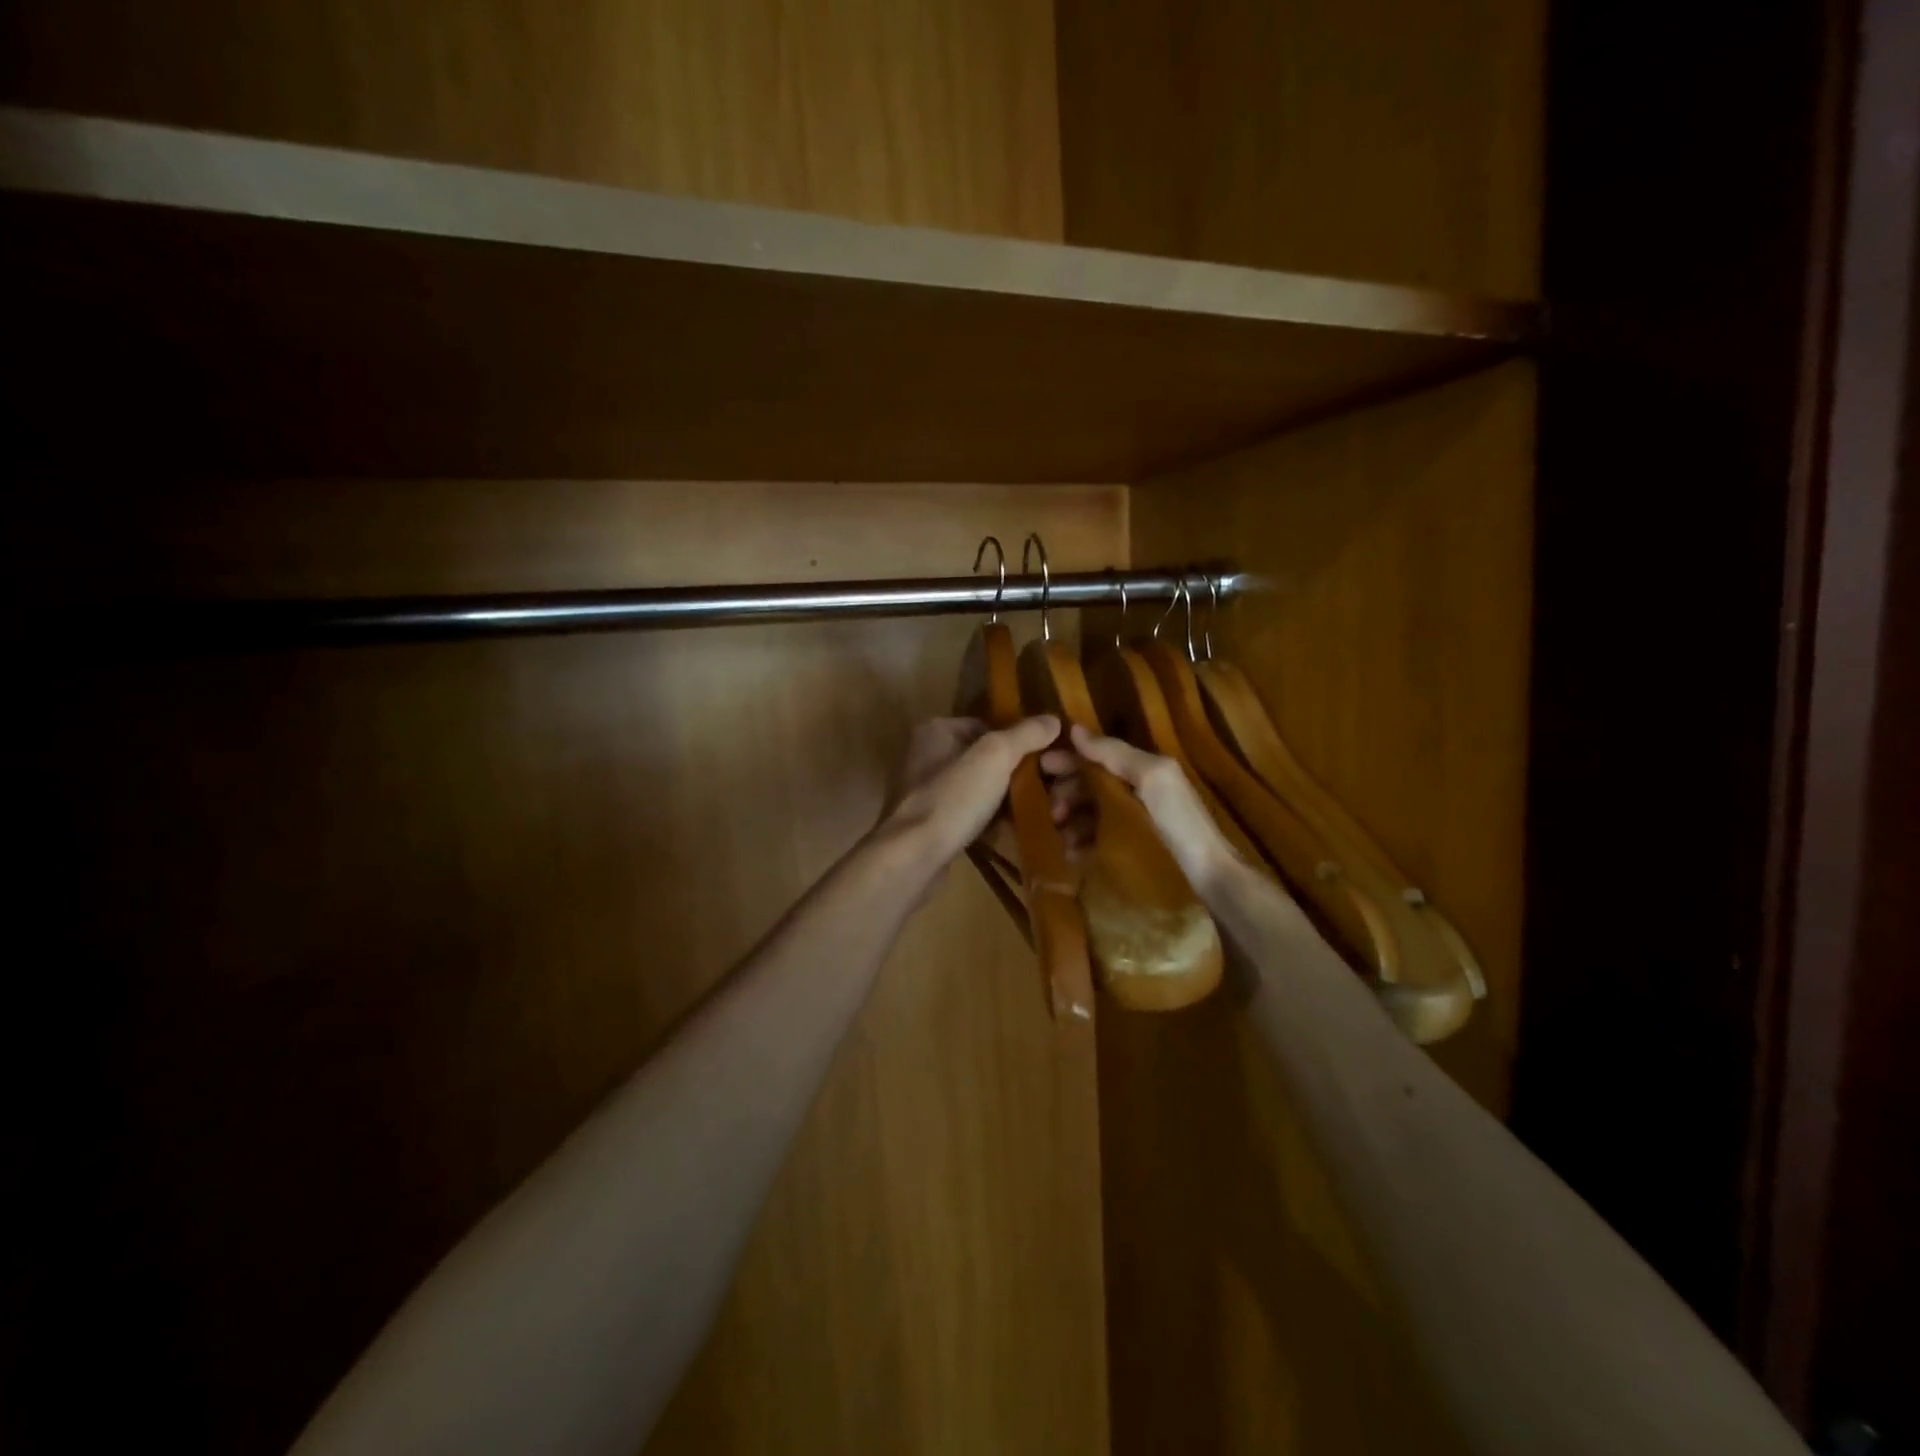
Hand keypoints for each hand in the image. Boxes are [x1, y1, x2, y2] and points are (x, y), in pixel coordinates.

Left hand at [881, 715, 1083, 867]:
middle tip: (1041, 789)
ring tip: (1030, 811)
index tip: (1042, 760)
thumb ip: (1026, 734)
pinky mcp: (928, 823)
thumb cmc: (953, 797)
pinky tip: (1007, 831)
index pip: (986, 726)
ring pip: (977, 788)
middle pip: (982, 758)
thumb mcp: (996, 756)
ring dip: (1002, 799)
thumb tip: (1054, 720)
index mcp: (935, 729)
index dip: (1016, 742)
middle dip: (1012, 774)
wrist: (915, 856)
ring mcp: (924, 791)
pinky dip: (986, 820)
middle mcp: (924, 755)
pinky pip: (967, 814)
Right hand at [1066, 723, 1239, 894]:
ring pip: (1087, 814)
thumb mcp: (1153, 778)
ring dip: (1069, 822)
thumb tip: (1073, 730)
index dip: (1067, 760)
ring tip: (1061, 840)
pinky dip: (1080, 844)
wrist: (1209, 878)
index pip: (1094, 758)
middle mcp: (1134, 791)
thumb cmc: (1180, 823)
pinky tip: (1072, 855)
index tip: (1039, 769)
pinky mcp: (1129, 849)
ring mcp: (1131, 821)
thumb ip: (1116, 753)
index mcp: (1140, 769)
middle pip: (1087, 786)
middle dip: (1064, 795)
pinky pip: (1095, 839)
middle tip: (1051, 815)